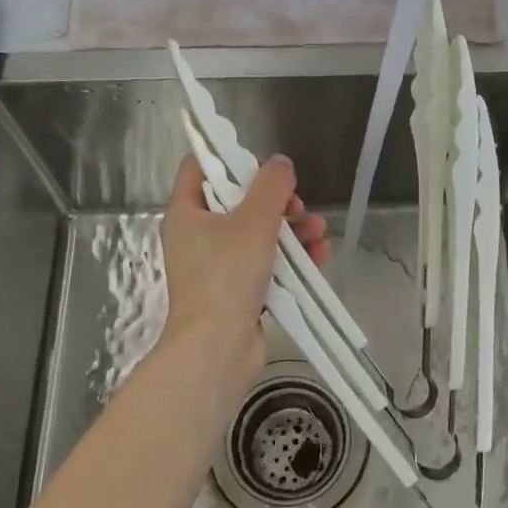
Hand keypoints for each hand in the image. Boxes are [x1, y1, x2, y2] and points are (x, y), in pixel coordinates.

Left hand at [158, 154, 328, 401]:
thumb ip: (271, 186)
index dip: (230, 158)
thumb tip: (281, 163)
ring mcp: (218, 266)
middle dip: (274, 200)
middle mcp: (198, 236)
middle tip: (296, 205)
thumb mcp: (253, 222)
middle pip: (237, 201)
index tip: (263, 165)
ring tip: (318, 231)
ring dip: (291, 229)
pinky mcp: (238, 291)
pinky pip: (267, 264)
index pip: (200, 167)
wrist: (217, 350)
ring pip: (258, 234)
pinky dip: (291, 257)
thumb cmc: (226, 276)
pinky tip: (320, 254)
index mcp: (187, 213)